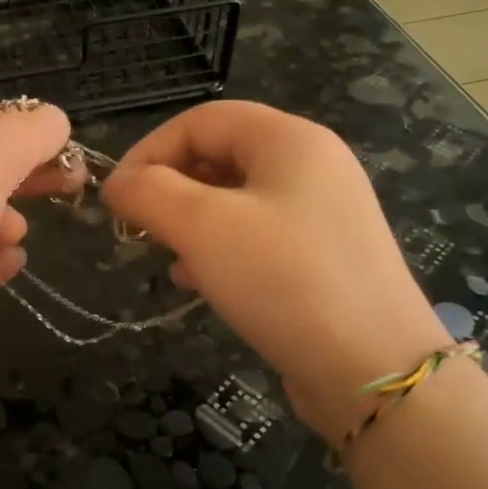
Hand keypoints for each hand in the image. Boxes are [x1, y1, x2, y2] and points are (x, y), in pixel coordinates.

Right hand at [100, 101, 447, 439]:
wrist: (371, 368)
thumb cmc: (283, 280)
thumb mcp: (202, 227)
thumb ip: (149, 193)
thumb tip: (117, 184)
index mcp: (289, 140)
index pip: (202, 120)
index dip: (149, 150)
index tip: (116, 198)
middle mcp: (311, 166)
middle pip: (220, 156)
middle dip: (170, 189)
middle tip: (139, 229)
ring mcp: (321, 213)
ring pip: (235, 200)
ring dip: (190, 223)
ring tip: (167, 257)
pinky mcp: (322, 258)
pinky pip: (257, 237)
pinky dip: (219, 250)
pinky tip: (200, 282)